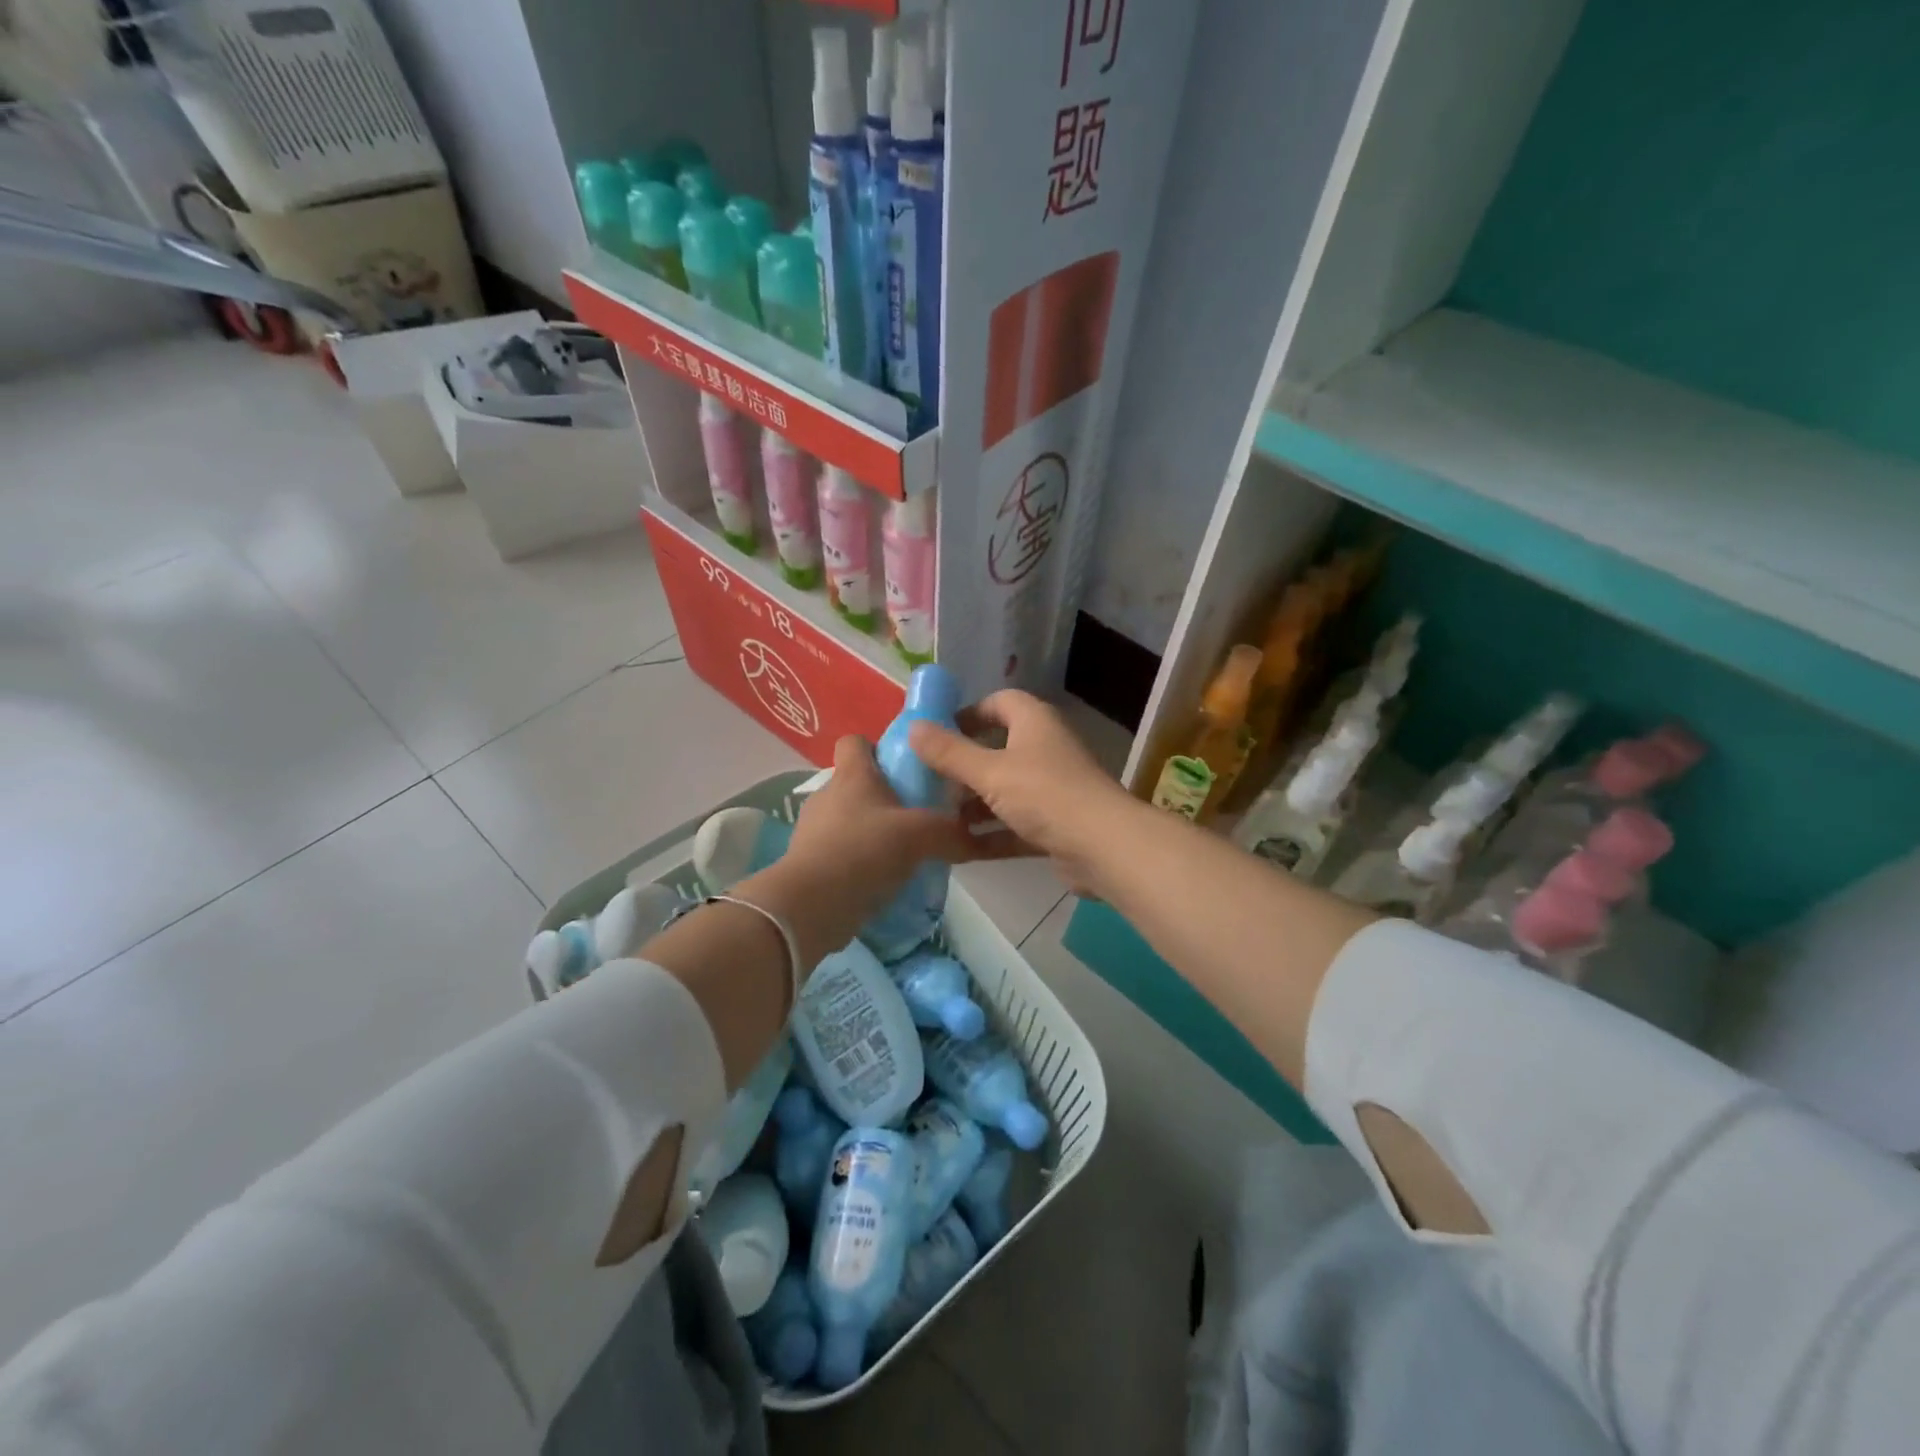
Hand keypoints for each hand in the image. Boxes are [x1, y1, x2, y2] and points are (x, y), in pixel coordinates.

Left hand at [742, 735, 973, 968]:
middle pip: (859, 783)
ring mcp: (815, 830)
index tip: (907, 767)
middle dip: (887, 796)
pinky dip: (863, 861)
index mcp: (852, 775)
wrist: (811, 906)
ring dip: (875, 832)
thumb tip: (977, 838)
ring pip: (852, 820)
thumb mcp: (920, 836)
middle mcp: (829, 795)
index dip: (880, 747)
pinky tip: (886, 878)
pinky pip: (844, 852)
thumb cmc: (863, 852)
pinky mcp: (812, 863)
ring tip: (908, 851)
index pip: (856, 741)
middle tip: (920, 815)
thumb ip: (951, 832)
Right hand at [908, 690, 1140, 896]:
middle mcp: (1045, 749)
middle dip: (964, 765)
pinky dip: (991, 833)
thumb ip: (949, 752)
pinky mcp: (1056, 824)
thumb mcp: (989, 772)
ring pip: (1005, 789)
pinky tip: (960, 849)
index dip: (968, 713)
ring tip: (937, 818)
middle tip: (929, 781)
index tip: (937, 733)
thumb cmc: (1044, 794)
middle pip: (998, 748)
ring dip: (974, 803)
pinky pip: (1016, 823)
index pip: (999, 702)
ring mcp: (1053, 788)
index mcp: (1034, 722)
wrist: (1103, 846)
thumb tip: (913, 727)